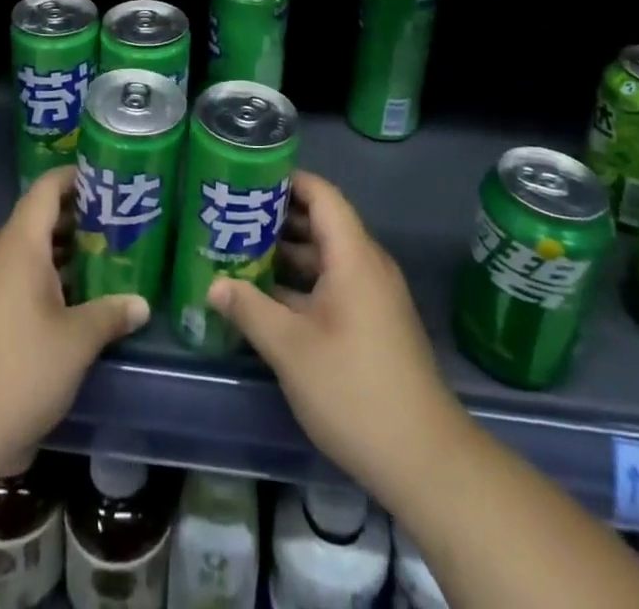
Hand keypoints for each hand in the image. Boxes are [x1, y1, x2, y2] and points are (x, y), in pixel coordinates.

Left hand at [0, 166, 148, 477]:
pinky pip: (9, 278)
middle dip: (76, 221)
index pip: (46, 190)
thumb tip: (141, 304)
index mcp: (17, 246)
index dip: (75, 178)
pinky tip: (66, 305)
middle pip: (36, 220)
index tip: (107, 180)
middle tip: (116, 228)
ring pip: (23, 253)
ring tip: (99, 265)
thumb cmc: (19, 373)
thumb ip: (110, 315)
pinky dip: (38, 279)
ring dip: (59, 255)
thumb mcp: (76, 343)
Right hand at [207, 171, 464, 502]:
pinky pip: (334, 283)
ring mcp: (372, 295)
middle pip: (322, 222)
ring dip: (287, 253)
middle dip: (277, 217)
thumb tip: (213, 284)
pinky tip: (267, 297)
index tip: (247, 178)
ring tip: (240, 251)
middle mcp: (367, 265)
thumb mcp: (291, 348)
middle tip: (232, 215)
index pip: (321, 194)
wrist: (425, 460)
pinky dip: (302, 281)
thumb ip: (250, 309)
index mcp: (353, 256)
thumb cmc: (354, 390)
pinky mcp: (373, 322)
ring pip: (326, 256)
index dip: (286, 179)